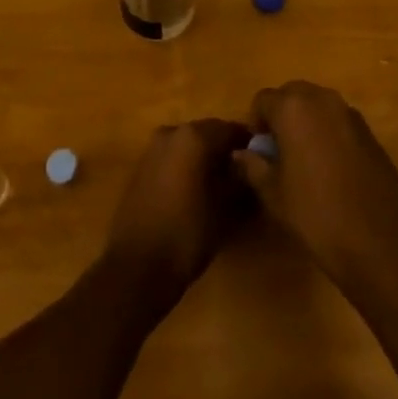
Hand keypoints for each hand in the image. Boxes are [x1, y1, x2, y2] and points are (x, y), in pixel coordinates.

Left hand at [103, 118, 252, 308]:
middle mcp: (171, 133)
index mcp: (194, 136)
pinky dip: (185, 166)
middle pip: (207, 133)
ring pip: (187, 145)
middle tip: (242, 173)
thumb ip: (239, 180)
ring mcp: (152, 149)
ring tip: (219, 184)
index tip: (261, 160)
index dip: (248, 144)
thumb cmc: (186, 235)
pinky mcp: (139, 168)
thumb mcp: (224, 209)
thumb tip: (248, 167)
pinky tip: (193, 191)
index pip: (230, 129)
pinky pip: (171, 158)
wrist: (135, 269)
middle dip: (224, 150)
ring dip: (203, 158)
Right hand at [233, 81, 397, 296]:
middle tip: (279, 152)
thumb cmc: (315, 215)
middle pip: (292, 93)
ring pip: (318, 104)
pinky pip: (339, 119)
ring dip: (306, 121)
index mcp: (293, 108)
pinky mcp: (369, 129)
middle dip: (281, 115)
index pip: (263, 99)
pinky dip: (329, 131)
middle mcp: (322, 99)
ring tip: (305, 159)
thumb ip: (253, 166)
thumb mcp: (274, 195)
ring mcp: (349, 112)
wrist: (377, 240)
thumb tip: (240, 153)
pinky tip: (332, 167)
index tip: (259, 151)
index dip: (256, 123)